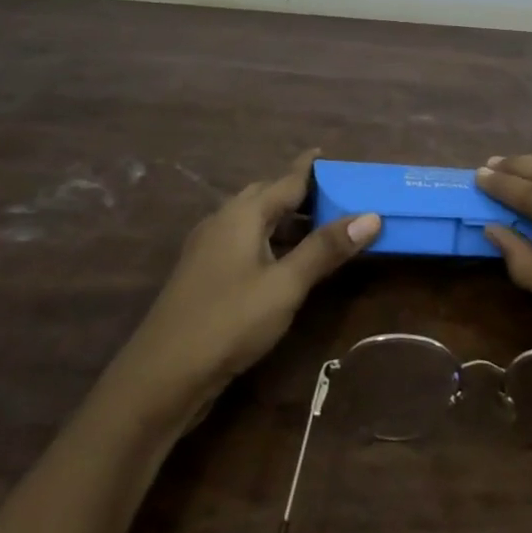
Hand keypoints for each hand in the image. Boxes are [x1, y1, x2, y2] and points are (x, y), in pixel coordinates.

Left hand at [126, 149, 380, 411]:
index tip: (330, 154)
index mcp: (243, 214)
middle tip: (333, 193)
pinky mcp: (204, 275)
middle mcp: (223, 221)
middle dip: (298, 192)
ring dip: (285, 219)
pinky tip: (283, 260)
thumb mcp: (285, 286)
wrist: (160, 378)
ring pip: (253, 220)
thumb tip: (371, 216)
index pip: (286, 180)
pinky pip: (244, 242)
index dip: (310, 168)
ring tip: (318, 225)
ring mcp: (209, 248)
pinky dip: (270, 240)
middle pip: (267, 195)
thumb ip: (325, 249)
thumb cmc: (228, 321)